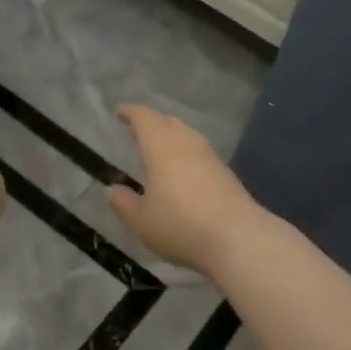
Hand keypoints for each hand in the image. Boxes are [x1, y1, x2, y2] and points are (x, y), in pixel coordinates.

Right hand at [107, 105, 260, 274]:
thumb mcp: (141, 220)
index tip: (121, 112)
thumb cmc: (180, 224)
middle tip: (139, 130)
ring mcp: (210, 157)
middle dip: (152, 123)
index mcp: (160, 146)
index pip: (144, 119)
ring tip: (160, 150)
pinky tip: (184, 172)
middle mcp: (186, 143)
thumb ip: (124, 203)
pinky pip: (200, 154)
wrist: (237, 237)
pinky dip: (187, 156)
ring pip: (187, 136)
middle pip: (168, 123)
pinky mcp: (226, 174)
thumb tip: (113, 190)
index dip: (131, 113)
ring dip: (172, 138)